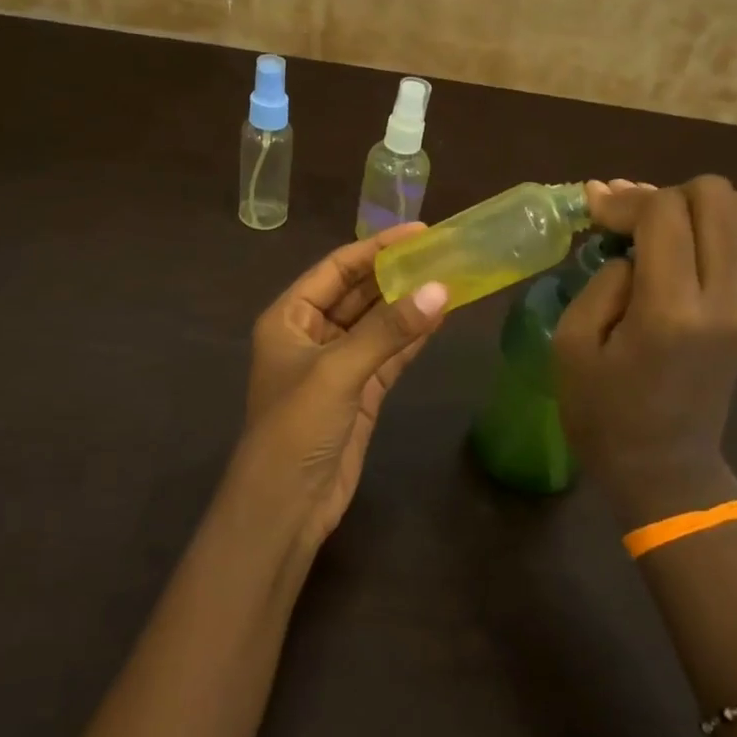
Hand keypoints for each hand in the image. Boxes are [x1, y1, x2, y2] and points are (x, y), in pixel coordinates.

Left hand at [222, 226, 448, 545]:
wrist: (286, 504)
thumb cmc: (296, 427)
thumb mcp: (338, 371)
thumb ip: (388, 330)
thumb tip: (441, 290)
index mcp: (289, 318)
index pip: (335, 270)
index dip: (375, 249)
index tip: (418, 231)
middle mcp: (311, 336)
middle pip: (358, 294)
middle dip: (396, 275)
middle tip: (443, 253)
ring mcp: (337, 366)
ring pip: (377, 325)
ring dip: (408, 306)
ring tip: (450, 278)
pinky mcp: (359, 393)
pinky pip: (388, 356)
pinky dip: (412, 339)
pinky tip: (440, 318)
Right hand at [556, 177, 736, 528]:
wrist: (663, 468)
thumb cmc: (603, 414)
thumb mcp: (572, 345)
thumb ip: (602, 281)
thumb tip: (631, 249)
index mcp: (671, 310)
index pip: (665, 211)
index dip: (625, 200)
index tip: (592, 210)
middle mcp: (724, 298)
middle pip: (716, 195)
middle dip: (664, 194)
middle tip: (627, 222)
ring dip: (694, 207)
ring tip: (654, 230)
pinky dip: (713, 227)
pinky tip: (676, 248)